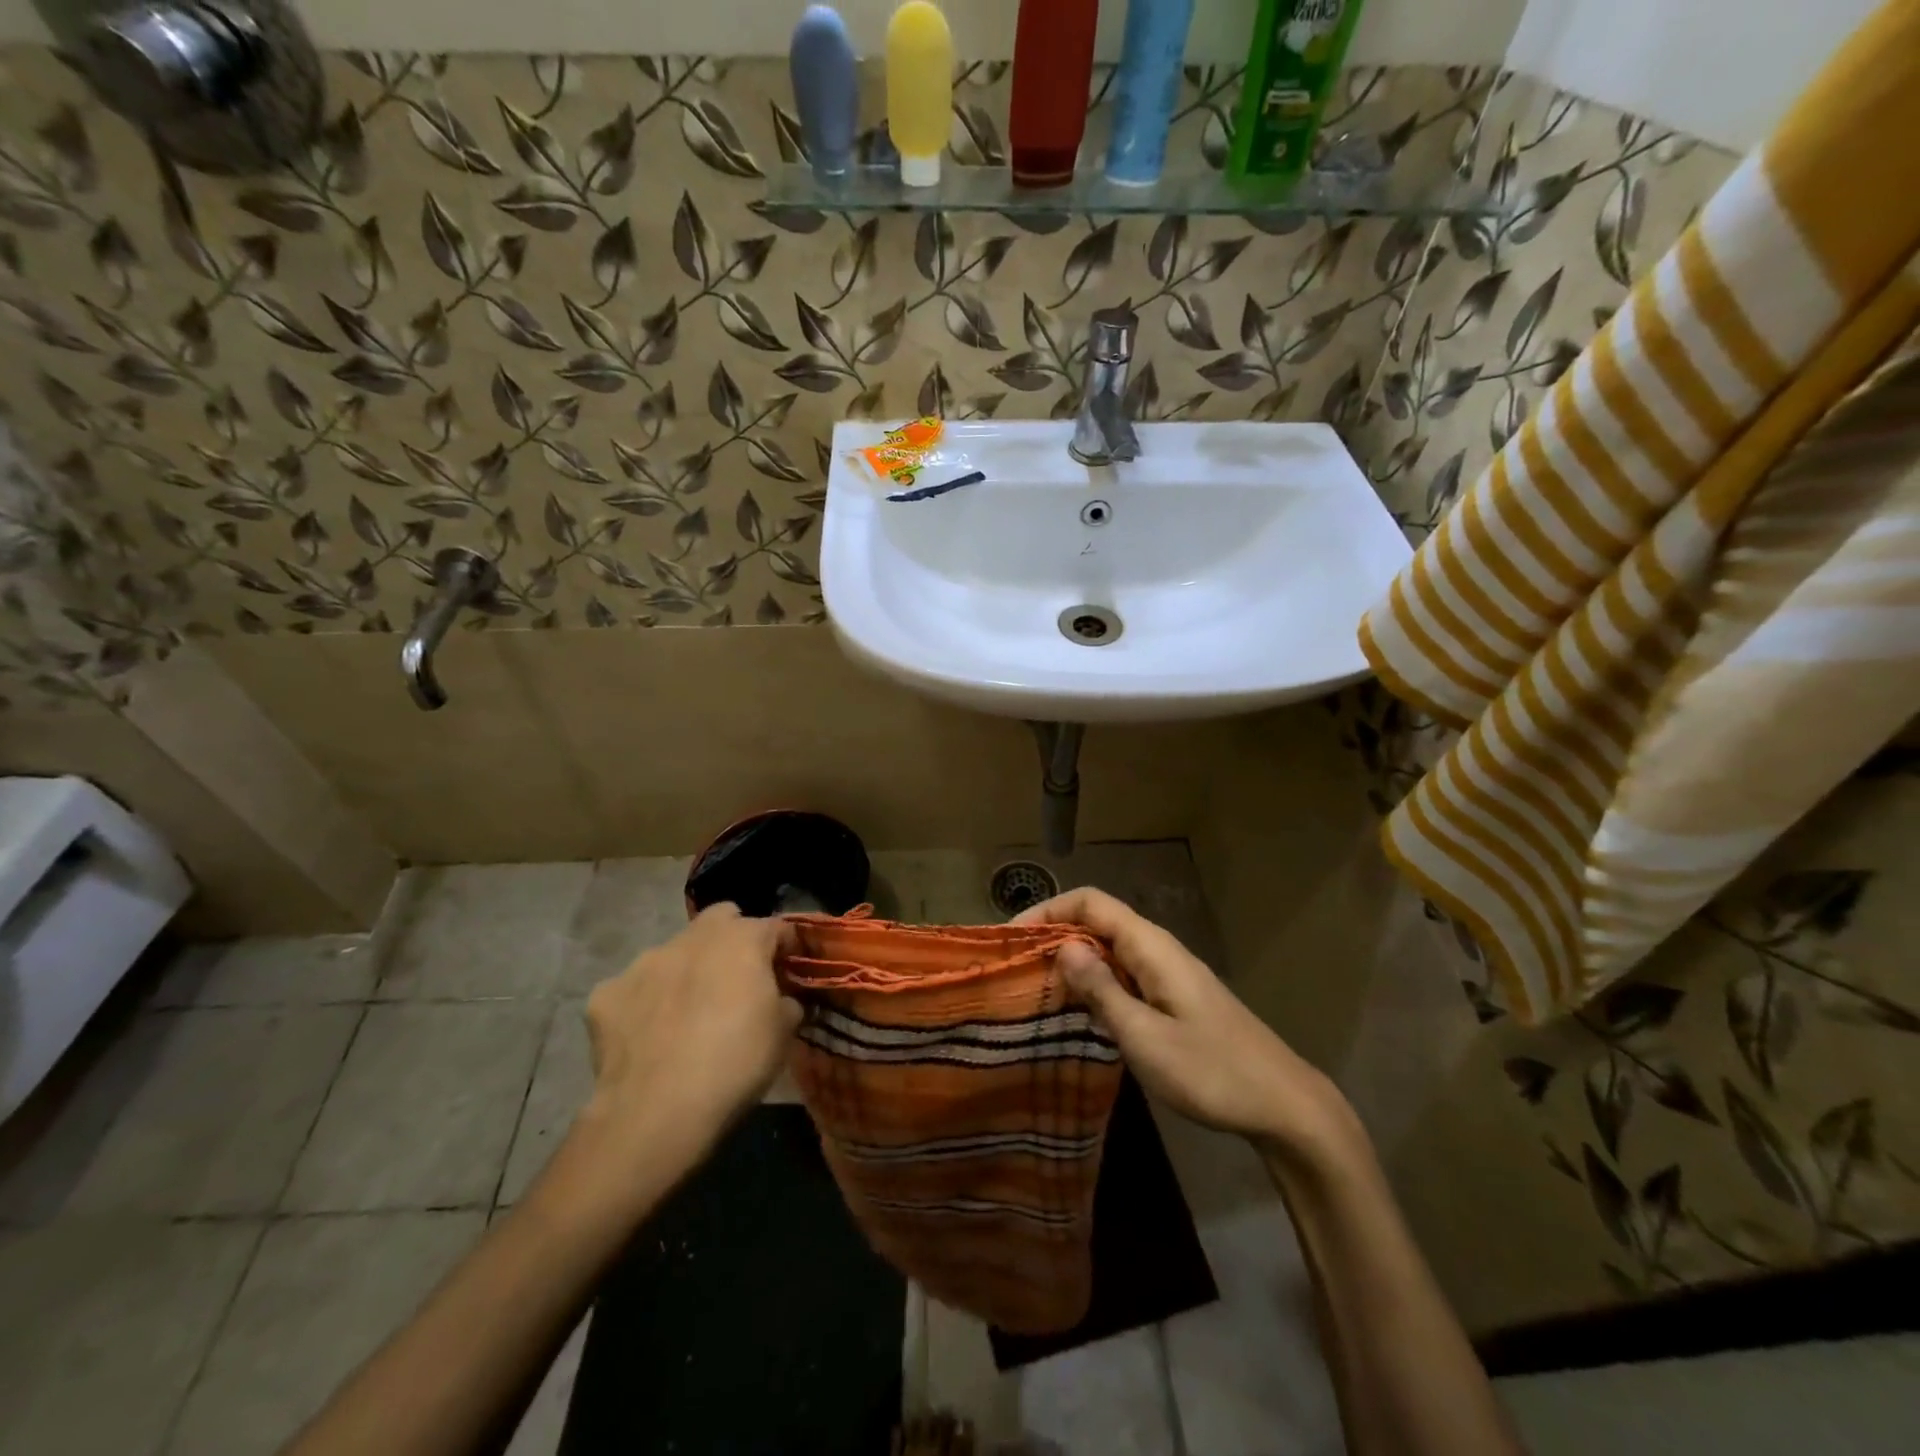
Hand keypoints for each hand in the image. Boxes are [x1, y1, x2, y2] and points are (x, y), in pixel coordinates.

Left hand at [580, 904, 800, 1165]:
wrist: (657, 1111)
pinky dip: (644, 1004)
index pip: (775, 927)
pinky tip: (649, 1037)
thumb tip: (782, 999)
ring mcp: (644, 962)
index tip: (789, 971)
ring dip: (686, 972)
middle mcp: (692, 938)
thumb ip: (786, 1002)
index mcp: (742, 939)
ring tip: (687, 1015)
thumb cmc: (736, 1063)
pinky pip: (633, 989)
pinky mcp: (606, 993)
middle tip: (737, 981)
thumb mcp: (783, 1034)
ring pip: (674, 953)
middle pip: (720, 920)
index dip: (786, 947)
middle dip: (732, 940)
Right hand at [1015, 888, 1358, 1159]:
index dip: (1047, 910)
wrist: (1283, 1104)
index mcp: (1150, 946)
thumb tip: (1062, 947)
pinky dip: (1094, 978)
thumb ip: (1101, 990)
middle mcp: (1158, 948)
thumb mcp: (1145, 1037)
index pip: (1090, 902)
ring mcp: (1169, 971)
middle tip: (1015, 966)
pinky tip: (1078, 1008)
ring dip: (1072, 957)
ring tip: (1036, 986)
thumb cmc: (1211, 1071)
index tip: (1011, 939)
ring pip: (1110, 947)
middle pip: (1097, 920)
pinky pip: (1124, 971)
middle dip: (1054, 933)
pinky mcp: (1174, 995)